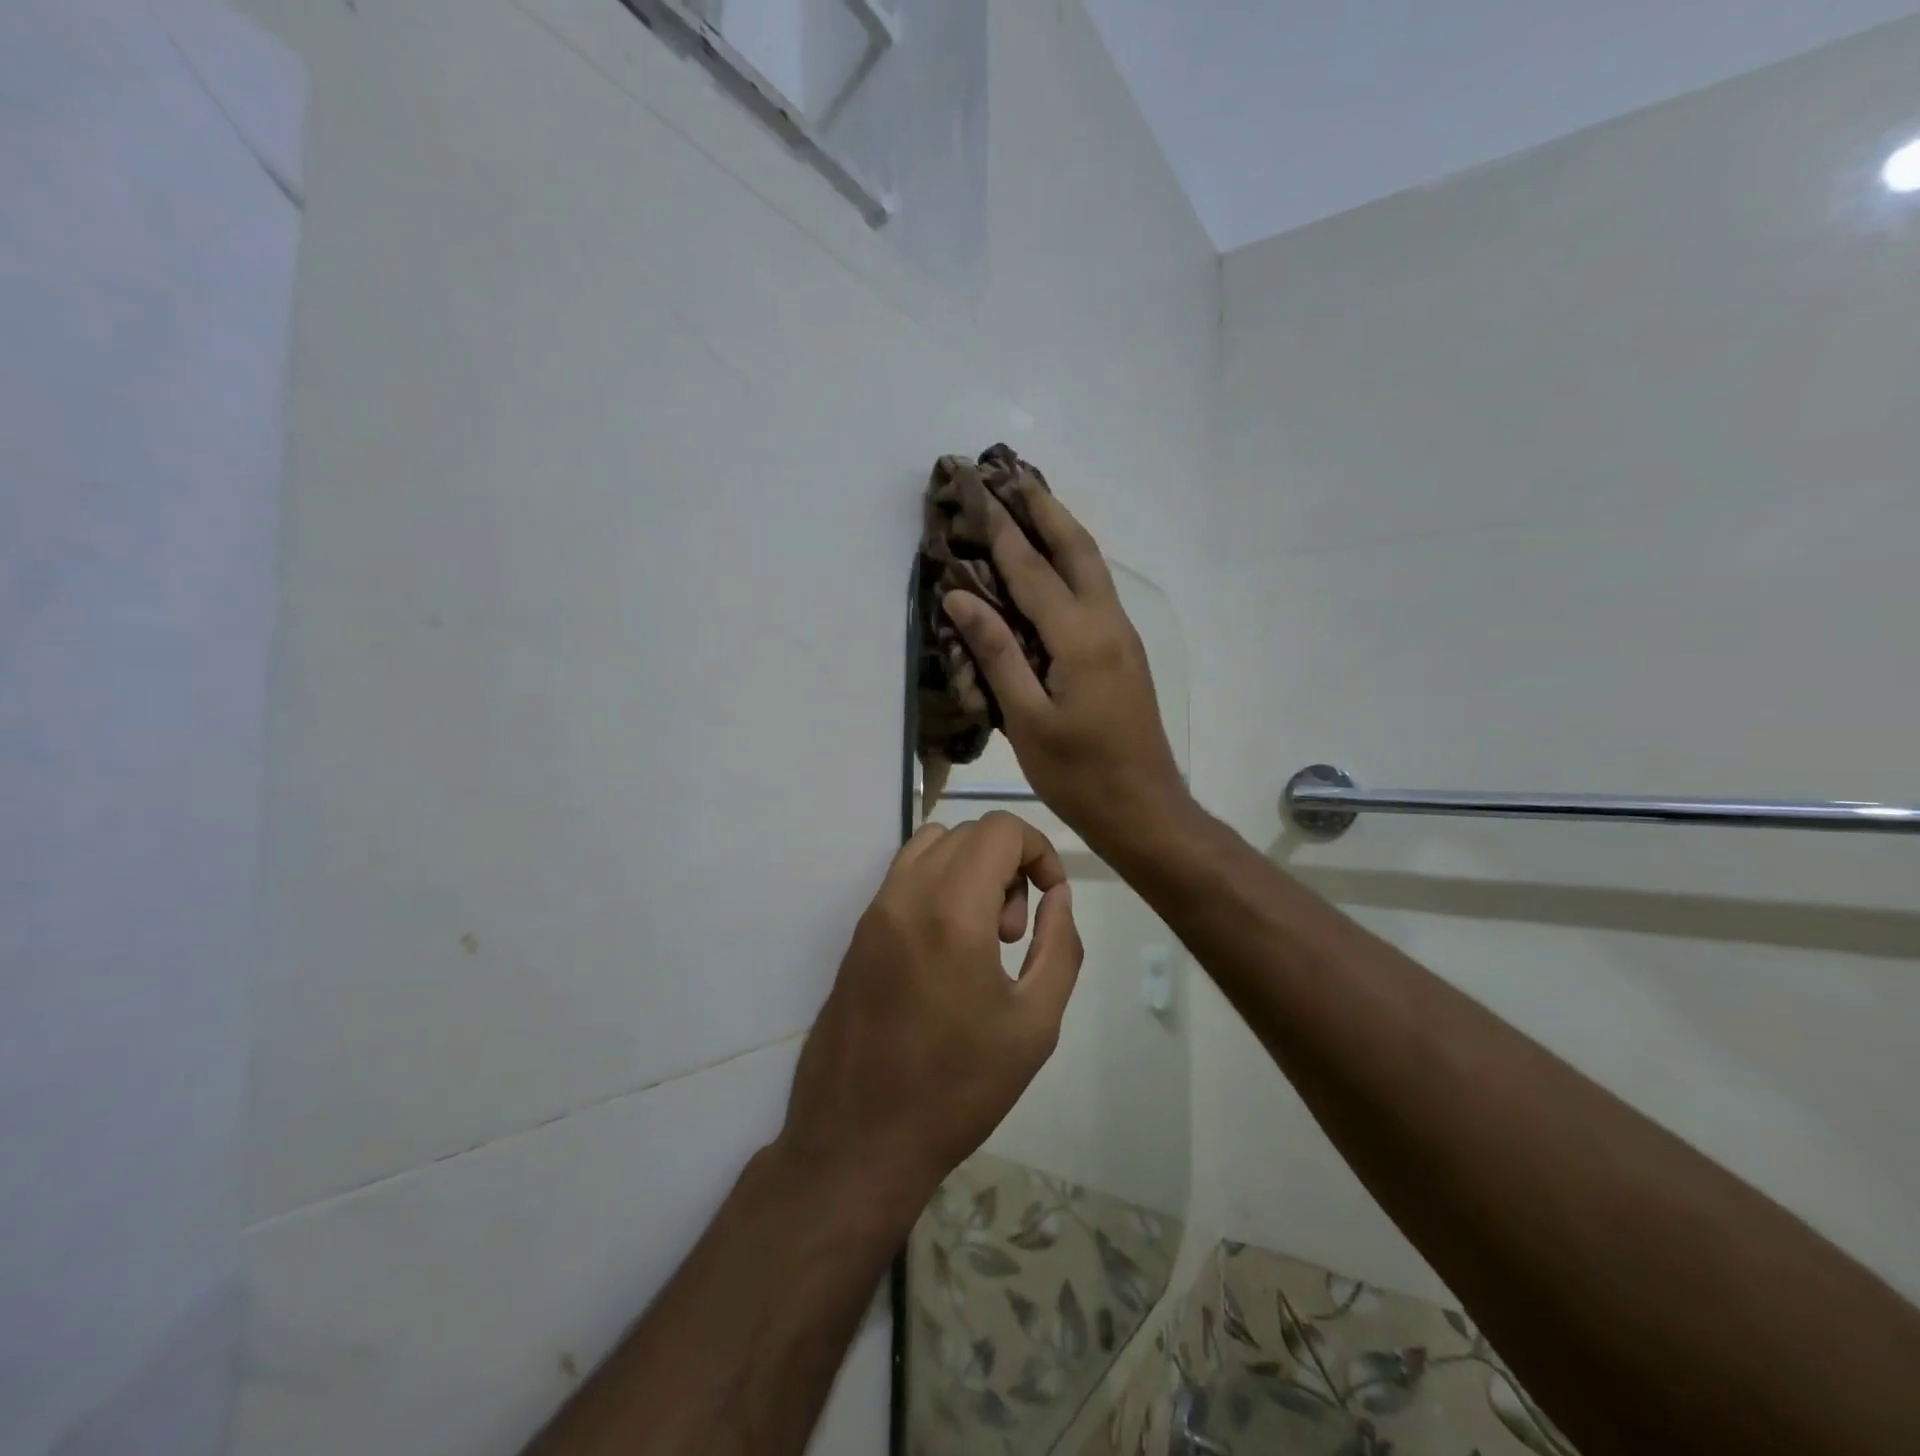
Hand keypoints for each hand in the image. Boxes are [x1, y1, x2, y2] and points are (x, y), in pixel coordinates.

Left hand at [777, 813, 1083, 1222]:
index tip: (1050, 898)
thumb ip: (1060, 946)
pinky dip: (938, 885)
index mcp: (952, 909)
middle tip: (1013, 932)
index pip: (999, 828)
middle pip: (968, 833)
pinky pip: (904, 877)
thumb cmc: (959, 1087)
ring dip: (969, 869)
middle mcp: (906, 894)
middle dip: (1007, 864)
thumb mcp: (1035, 1023)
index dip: (1038, 849)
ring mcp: (873, 911)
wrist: (859, 1140)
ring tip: (982, 938)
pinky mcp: (857, 933)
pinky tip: (947, 951)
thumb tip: (1058, 896)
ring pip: (931, 846)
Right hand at [940, 495, 1189, 853]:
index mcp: (1081, 638)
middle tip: (1012, 473)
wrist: (1145, 809)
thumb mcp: (1028, 719)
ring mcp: (1122, 636)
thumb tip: (960, 596)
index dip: (1000, 528)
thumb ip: (997, 653)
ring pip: (1092, 566)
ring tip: (1031, 502)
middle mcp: (1108, 623)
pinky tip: (1053, 565)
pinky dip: (1072, 563)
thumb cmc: (1079, 774)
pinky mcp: (1124, 652)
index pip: (1031, 570)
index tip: (977, 488)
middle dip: (1044, 507)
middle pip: (1077, 548)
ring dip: (1062, 529)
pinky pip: (1095, 590)